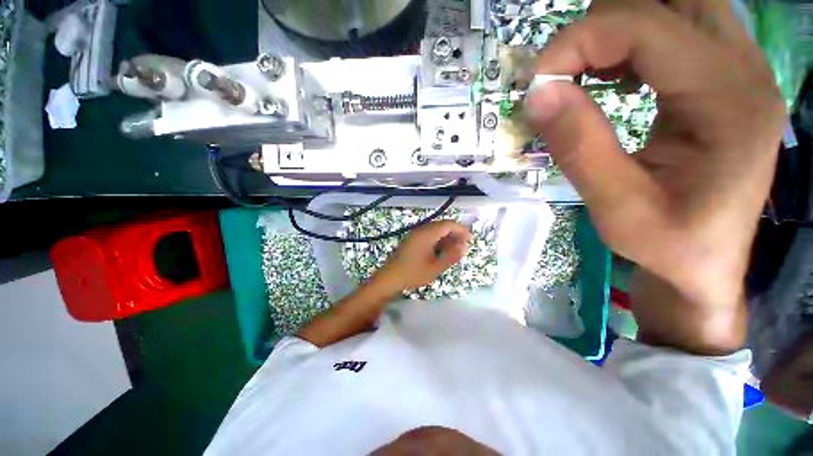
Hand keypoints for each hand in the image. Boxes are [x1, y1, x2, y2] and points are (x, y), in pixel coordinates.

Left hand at [372, 220, 470, 292]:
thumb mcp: (436, 267)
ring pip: (435, 230)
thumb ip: (451, 255)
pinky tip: (440, 252)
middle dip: (454, 234)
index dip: (461, 229)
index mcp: (427, 234)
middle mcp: (421, 230)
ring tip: (453, 251)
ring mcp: (415, 234)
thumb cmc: (413, 273)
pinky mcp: (411, 240)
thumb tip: (464, 246)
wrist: (390, 278)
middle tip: (462, 247)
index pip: (448, 224)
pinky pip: (428, 235)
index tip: (469, 239)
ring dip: (446, 237)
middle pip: (442, 225)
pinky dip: (438, 240)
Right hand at [524, 0, 784, 352]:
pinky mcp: (727, 78)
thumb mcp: (615, 209)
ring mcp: (742, 69)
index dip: (579, 41)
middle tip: (566, 71)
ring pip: (676, 4)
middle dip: (603, 23)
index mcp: (730, 103)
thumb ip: (578, 147)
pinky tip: (614, 77)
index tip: (536, 83)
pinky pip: (680, 28)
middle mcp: (746, 70)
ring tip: (586, 73)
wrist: (706, 264)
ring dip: (619, 28)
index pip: (647, 27)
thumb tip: (537, 94)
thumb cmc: (668, 246)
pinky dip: (635, 40)